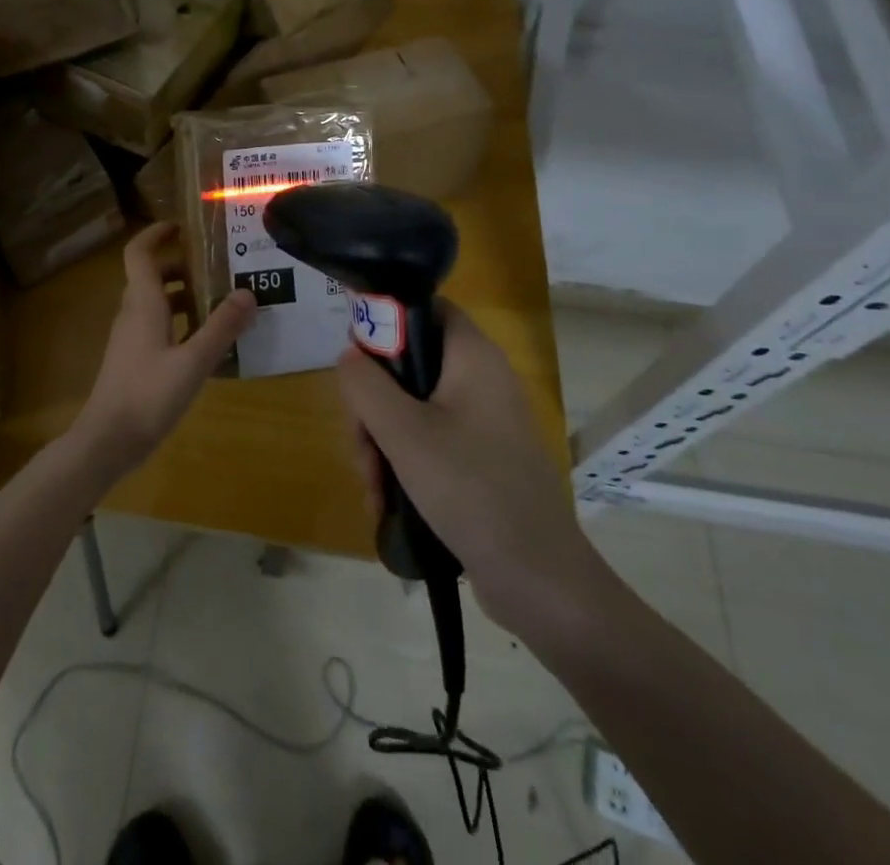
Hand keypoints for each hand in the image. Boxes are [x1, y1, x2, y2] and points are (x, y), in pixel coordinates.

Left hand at [73, 224, 256, 478]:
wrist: (106, 441)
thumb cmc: (148, 395)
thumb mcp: (193, 361)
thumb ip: (221, 327)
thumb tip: (248, 292)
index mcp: (142, 303)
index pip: (139, 252)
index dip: (157, 233)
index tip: (184, 226)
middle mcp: (132, 313)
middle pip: (152, 275)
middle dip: (183, 267)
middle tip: (220, 269)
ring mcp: (130, 338)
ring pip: (156, 302)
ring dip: (185, 296)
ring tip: (222, 303)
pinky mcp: (133, 359)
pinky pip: (157, 326)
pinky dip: (180, 322)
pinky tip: (206, 342)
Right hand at [335, 302, 603, 632]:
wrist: (539, 580)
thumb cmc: (470, 490)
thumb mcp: (403, 433)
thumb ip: (365, 384)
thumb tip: (350, 356)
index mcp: (472, 357)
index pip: (424, 308)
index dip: (385, 322)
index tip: (357, 364)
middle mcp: (480, 380)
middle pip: (408, 365)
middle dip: (373, 406)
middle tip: (362, 445)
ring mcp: (482, 422)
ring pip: (411, 408)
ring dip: (381, 443)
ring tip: (373, 489)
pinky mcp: (480, 458)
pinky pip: (428, 441)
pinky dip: (403, 464)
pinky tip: (386, 503)